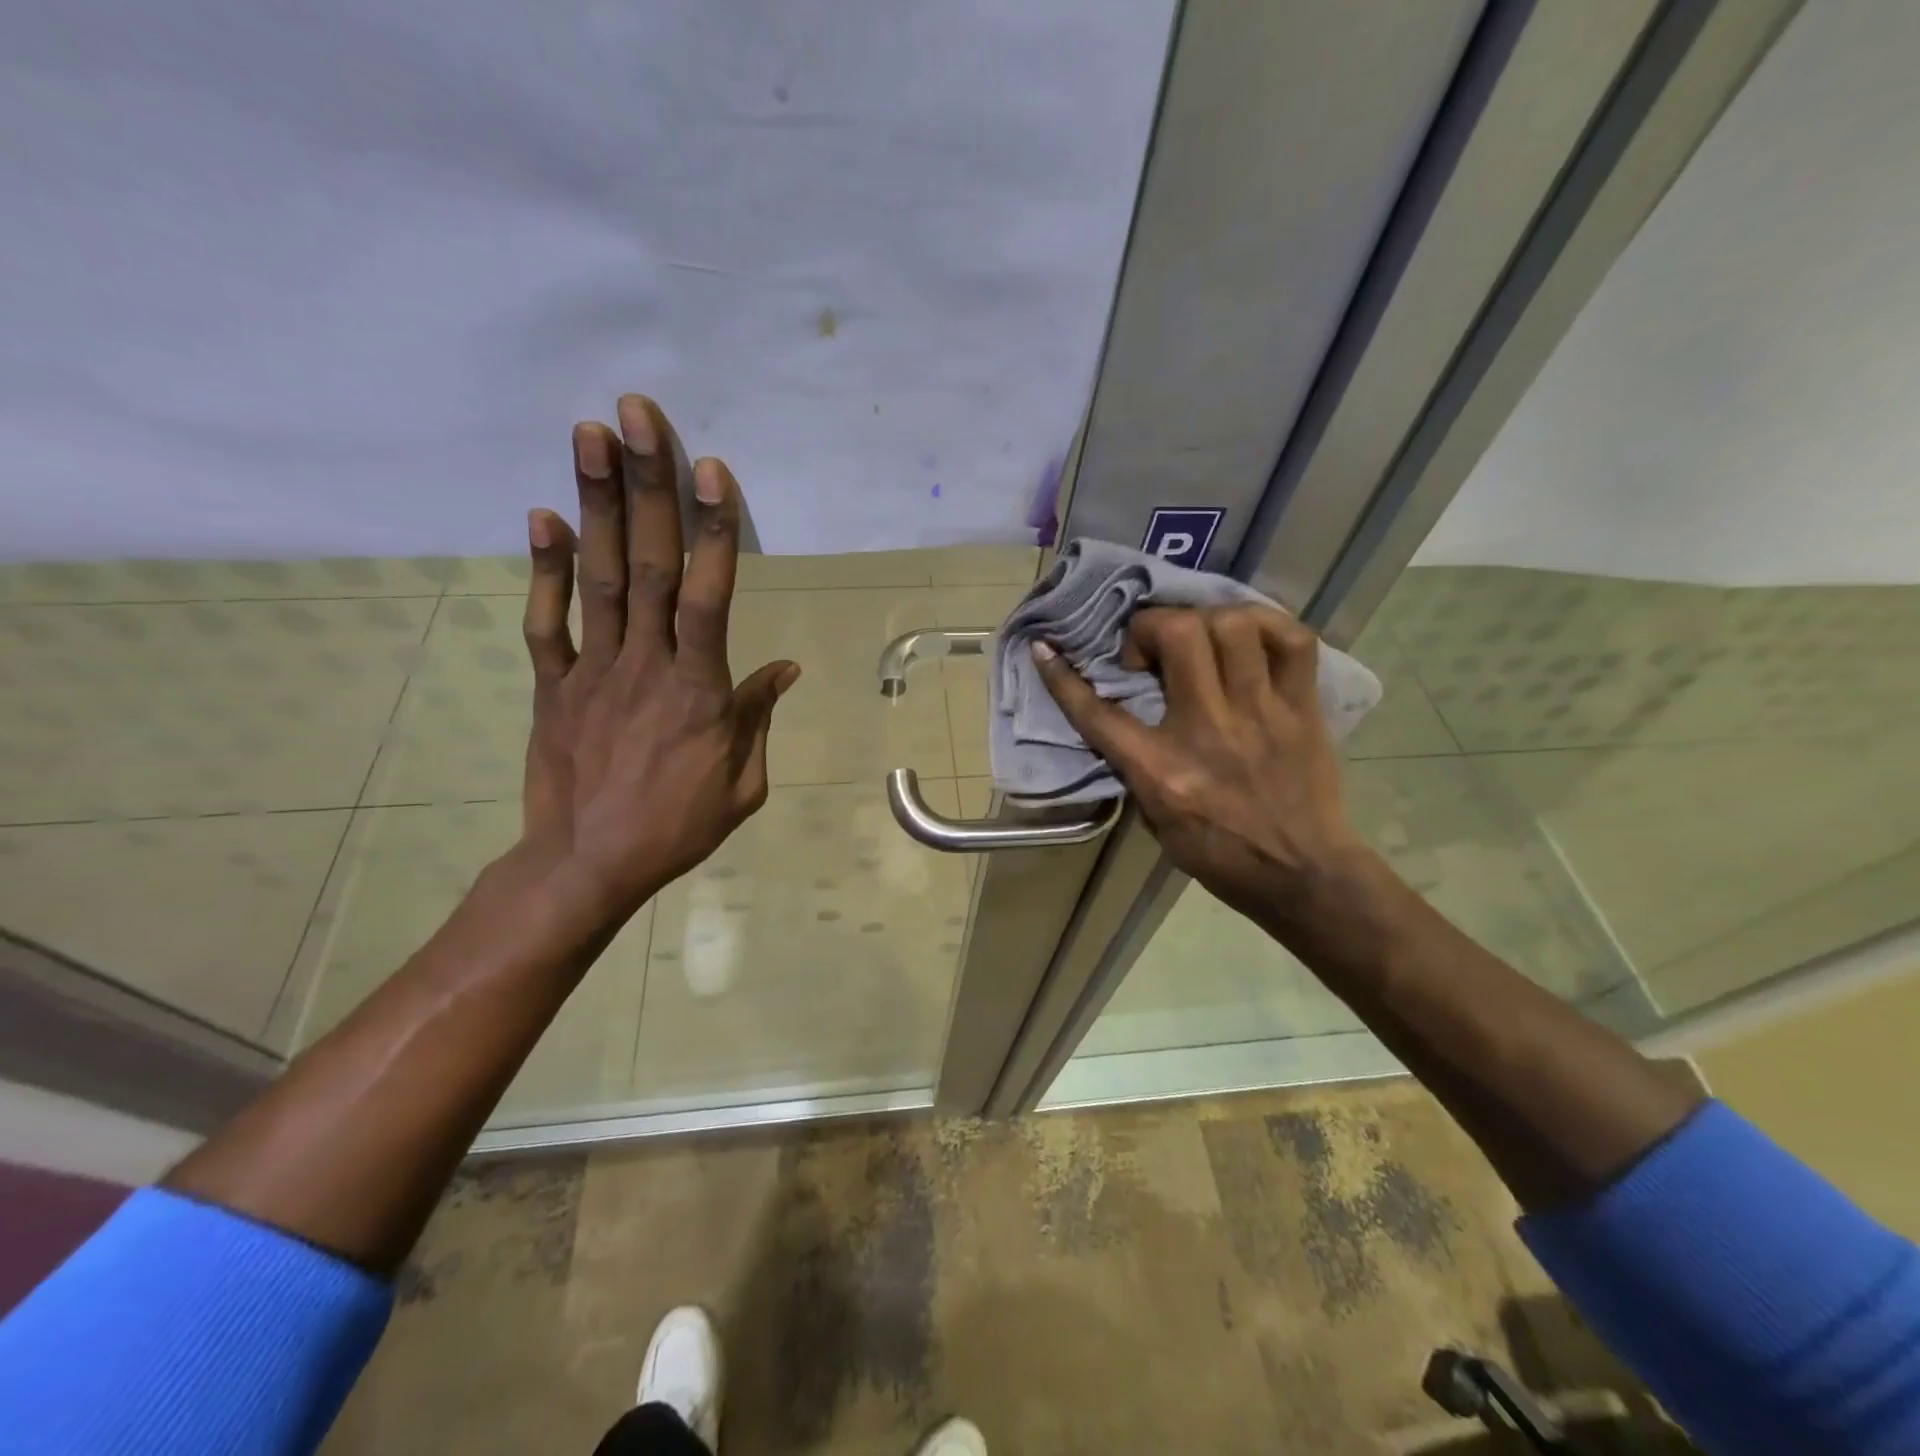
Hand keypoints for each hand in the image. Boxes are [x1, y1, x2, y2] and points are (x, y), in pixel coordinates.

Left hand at [512, 394, 799, 926]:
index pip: (707, 598)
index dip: (711, 532)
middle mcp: (646, 666)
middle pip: (646, 566)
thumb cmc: (677, 827)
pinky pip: (546, 622)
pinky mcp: (553, 685)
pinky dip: (542, 569)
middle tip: (638, 415)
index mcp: (700, 691)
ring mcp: (592, 671)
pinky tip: (542, 516)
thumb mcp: (743, 784)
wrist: (587, 864)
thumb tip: (784, 669)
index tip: (709, 471)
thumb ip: (758, 718)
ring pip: (597, 579)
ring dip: (594, 505)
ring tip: (589, 436)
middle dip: (645, 487)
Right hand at [1030, 605, 1359, 921]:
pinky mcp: (1302, 708)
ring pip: (1232, 626)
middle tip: (1150, 650)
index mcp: (1162, 769)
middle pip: (1177, 635)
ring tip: (1200, 640)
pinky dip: (1266, 624)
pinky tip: (1248, 637)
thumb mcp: (1156, 818)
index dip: (1062, 676)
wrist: (1301, 876)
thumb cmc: (1219, 855)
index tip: (1046, 649)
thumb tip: (1123, 717)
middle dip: (1151, 626)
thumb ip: (1135, 765)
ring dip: (1205, 621)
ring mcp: (1261, 712)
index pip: (1098, 712)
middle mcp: (1208, 729)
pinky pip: (1292, 639)